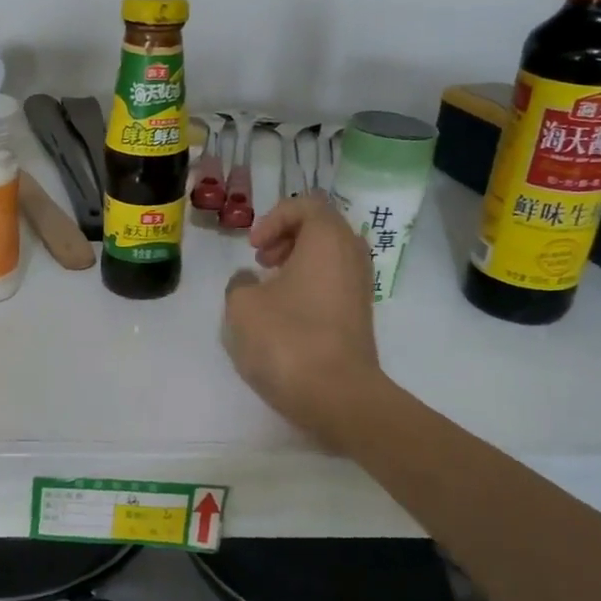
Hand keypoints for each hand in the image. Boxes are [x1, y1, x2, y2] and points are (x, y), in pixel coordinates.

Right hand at [222, 197, 384, 447]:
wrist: (338, 396)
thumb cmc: (288, 339)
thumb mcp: (243, 306)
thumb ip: (240, 283)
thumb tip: (250, 281)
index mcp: (328, 239)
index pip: (306, 204)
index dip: (274, 218)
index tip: (253, 248)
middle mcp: (352, 255)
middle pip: (321, 228)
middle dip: (286, 238)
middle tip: (260, 261)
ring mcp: (360, 287)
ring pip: (328, 257)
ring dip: (296, 264)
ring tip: (268, 289)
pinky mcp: (359, 316)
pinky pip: (333, 283)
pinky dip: (308, 286)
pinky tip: (284, 314)